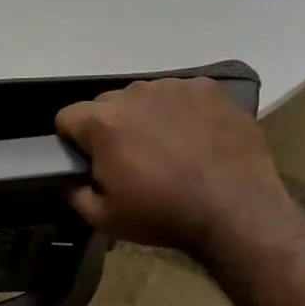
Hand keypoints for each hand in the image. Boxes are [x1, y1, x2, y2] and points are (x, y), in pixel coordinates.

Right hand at [56, 78, 297, 256]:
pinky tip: (196, 138)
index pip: (67, 117)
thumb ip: (72, 192)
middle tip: (132, 160)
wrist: (237, 211)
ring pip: (144, 97)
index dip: (73, 142)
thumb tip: (67, 176)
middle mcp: (134, 93)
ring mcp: (174, 87)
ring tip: (169, 149)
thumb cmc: (163, 215)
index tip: (91, 163)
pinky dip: (181, 112)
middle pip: (105, 105)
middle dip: (110, 127)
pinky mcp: (208, 89)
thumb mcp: (103, 218)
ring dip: (146, 117)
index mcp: (102, 122)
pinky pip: (180, 94)